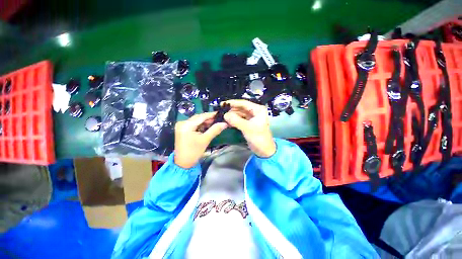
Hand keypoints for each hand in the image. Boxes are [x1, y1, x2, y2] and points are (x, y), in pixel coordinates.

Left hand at [174, 112, 227, 168]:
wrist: (183, 163)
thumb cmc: (194, 152)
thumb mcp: (205, 140)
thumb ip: (215, 130)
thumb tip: (225, 123)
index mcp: (186, 125)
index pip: (201, 116)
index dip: (211, 115)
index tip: (220, 113)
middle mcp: (182, 123)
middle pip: (198, 118)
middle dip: (209, 119)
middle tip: (219, 120)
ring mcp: (181, 126)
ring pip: (196, 121)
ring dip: (205, 122)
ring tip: (215, 123)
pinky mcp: (182, 130)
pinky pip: (193, 125)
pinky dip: (200, 125)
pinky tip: (207, 127)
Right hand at [223, 99, 275, 156]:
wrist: (264, 150)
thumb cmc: (258, 138)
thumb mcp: (247, 128)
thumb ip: (236, 120)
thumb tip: (225, 115)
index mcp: (258, 110)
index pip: (243, 103)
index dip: (233, 103)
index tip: (222, 104)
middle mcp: (255, 112)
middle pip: (241, 108)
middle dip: (231, 110)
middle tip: (221, 111)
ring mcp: (251, 118)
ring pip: (239, 114)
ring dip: (232, 115)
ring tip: (222, 116)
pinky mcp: (248, 124)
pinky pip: (239, 119)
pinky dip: (234, 120)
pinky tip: (227, 121)